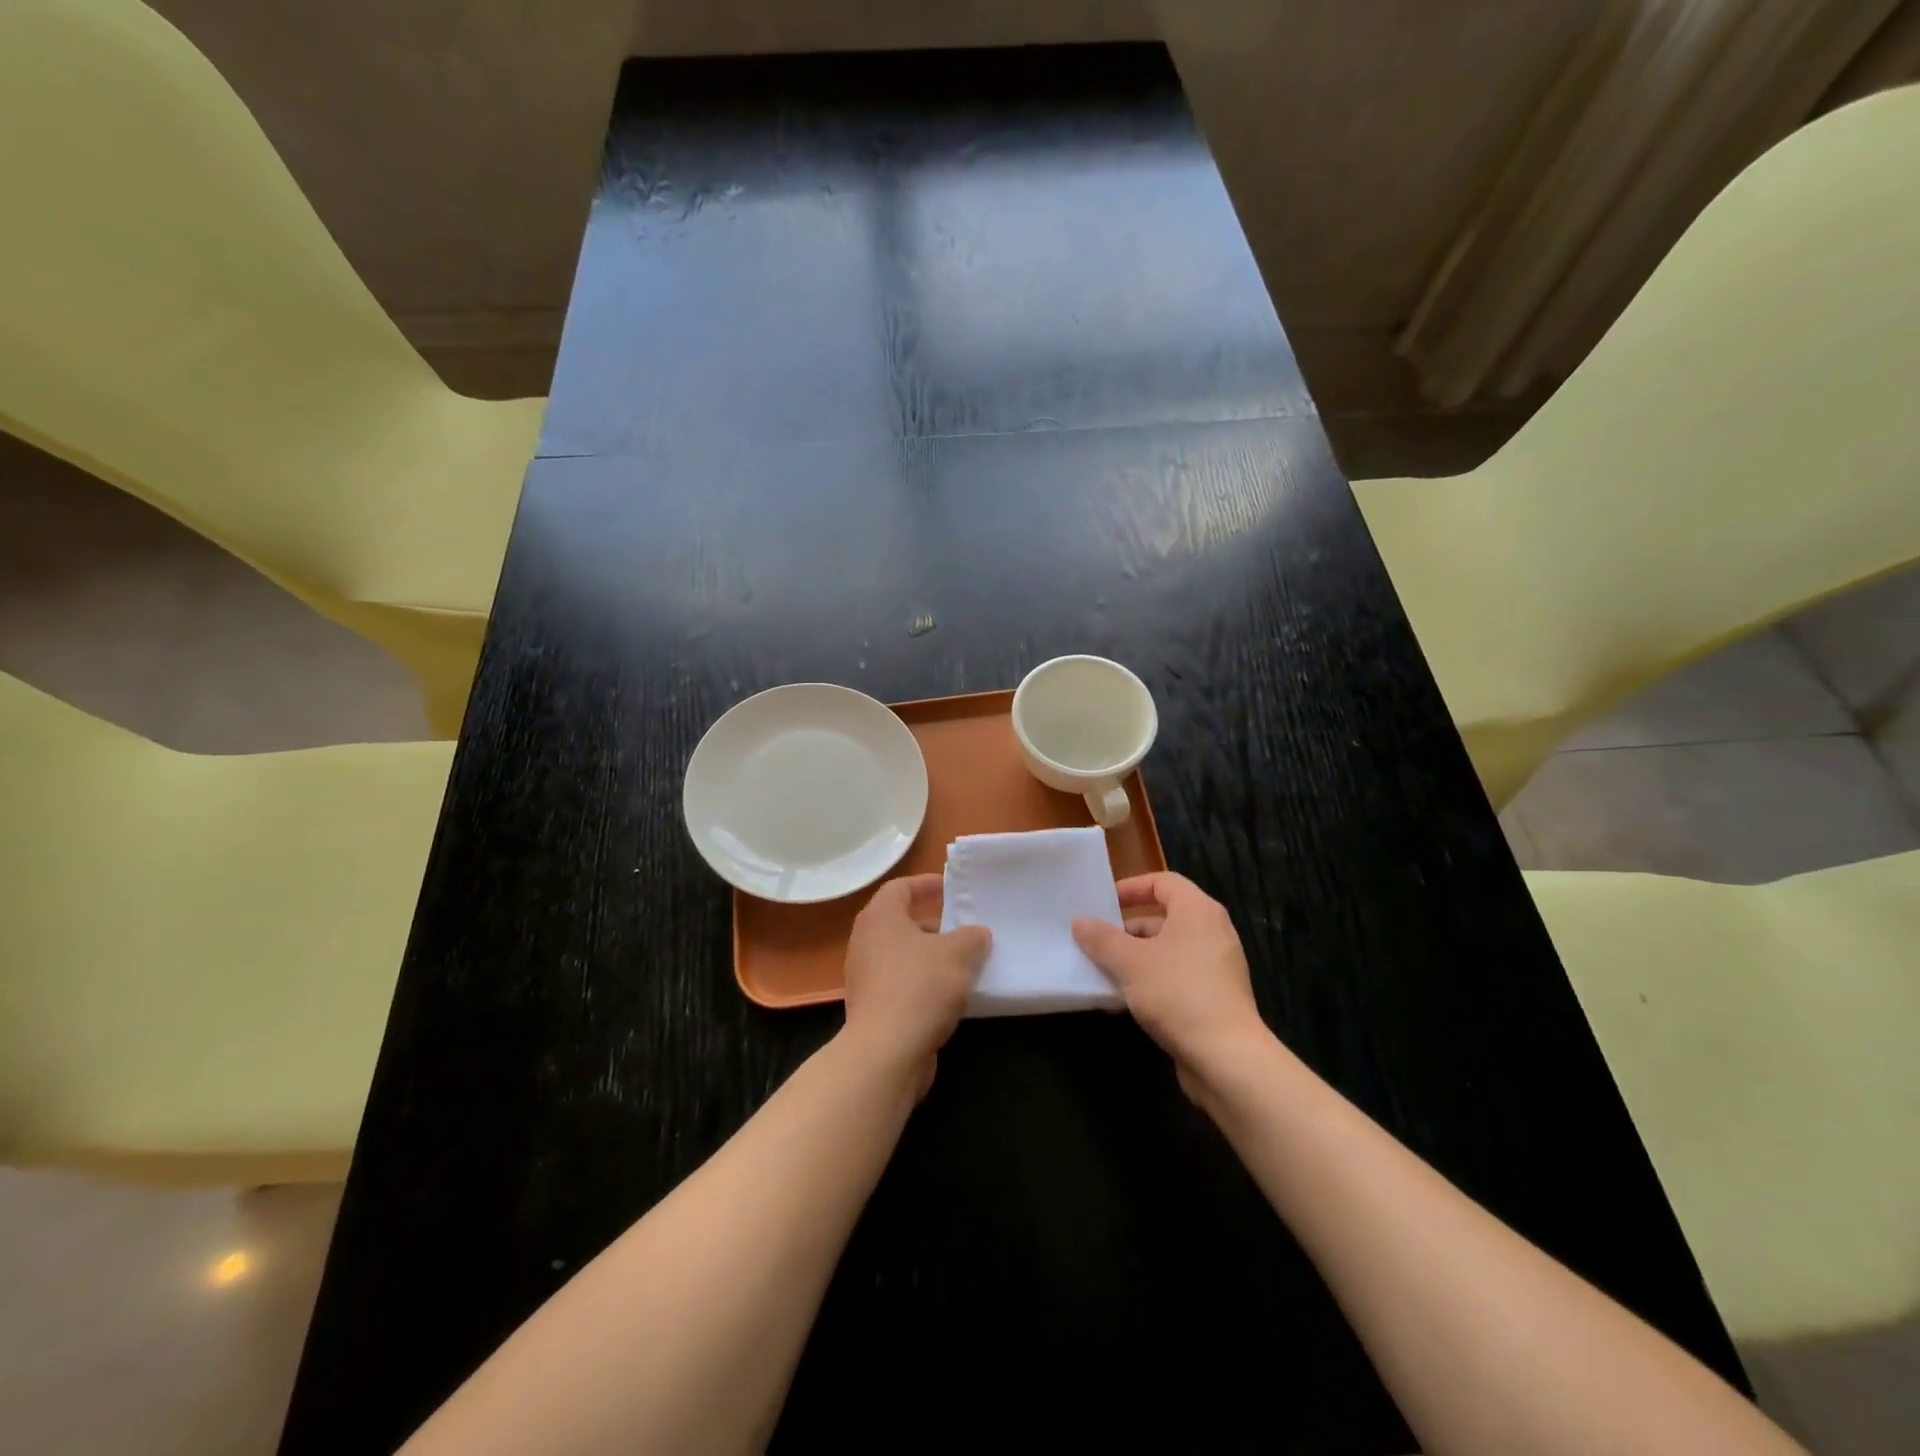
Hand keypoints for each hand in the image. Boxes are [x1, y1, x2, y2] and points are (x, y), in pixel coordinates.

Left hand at [841, 874, 989, 1095]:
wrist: (885, 1052)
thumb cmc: (920, 987)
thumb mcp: (958, 953)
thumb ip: (972, 937)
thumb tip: (977, 934)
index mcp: (880, 918)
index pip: (900, 887)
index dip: (926, 884)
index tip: (950, 888)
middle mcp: (866, 942)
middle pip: (902, 923)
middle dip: (936, 926)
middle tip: (966, 930)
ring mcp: (866, 977)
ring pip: (905, 957)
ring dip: (933, 958)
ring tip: (967, 964)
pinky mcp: (873, 1008)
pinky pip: (903, 985)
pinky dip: (926, 985)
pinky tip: (953, 997)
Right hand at [1073, 873, 1269, 1098]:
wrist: (1227, 1058)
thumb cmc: (1177, 994)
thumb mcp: (1130, 962)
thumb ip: (1102, 939)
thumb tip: (1080, 922)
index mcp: (1198, 911)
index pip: (1163, 882)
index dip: (1131, 887)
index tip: (1103, 903)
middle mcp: (1212, 932)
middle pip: (1164, 917)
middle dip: (1127, 929)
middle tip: (1097, 941)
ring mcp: (1216, 967)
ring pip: (1167, 951)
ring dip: (1134, 958)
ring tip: (1102, 972)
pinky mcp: (1214, 998)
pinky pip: (1175, 977)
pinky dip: (1150, 981)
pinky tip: (1122, 1001)